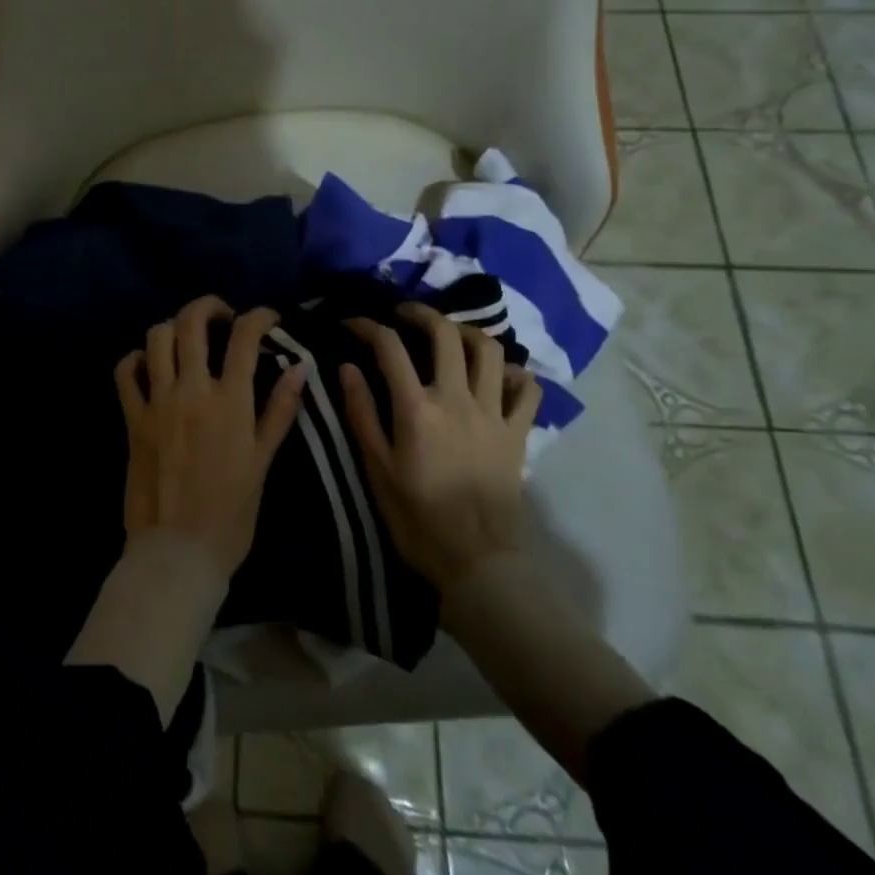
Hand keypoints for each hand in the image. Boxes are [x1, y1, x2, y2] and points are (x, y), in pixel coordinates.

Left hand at [114, 296, 308, 578]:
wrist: (178, 553)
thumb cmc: (231, 514)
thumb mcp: (263, 462)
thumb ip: (280, 410)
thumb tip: (299, 366)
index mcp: (231, 402)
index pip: (244, 337)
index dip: (258, 316)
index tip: (267, 317)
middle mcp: (192, 391)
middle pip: (192, 322)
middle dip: (209, 306)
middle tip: (222, 315)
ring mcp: (157, 402)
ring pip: (157, 338)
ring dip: (173, 327)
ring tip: (187, 338)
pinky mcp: (132, 418)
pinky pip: (125, 372)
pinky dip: (136, 358)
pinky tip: (148, 363)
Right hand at [340, 303, 542, 592]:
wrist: (475, 561)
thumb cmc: (417, 517)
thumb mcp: (377, 468)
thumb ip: (362, 413)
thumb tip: (347, 368)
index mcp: (416, 408)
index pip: (389, 347)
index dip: (367, 326)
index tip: (352, 323)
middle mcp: (456, 399)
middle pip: (444, 334)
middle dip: (421, 313)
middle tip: (404, 314)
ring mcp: (493, 414)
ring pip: (489, 351)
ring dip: (467, 332)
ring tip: (450, 335)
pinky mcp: (517, 433)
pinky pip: (527, 391)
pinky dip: (514, 374)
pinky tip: (498, 376)